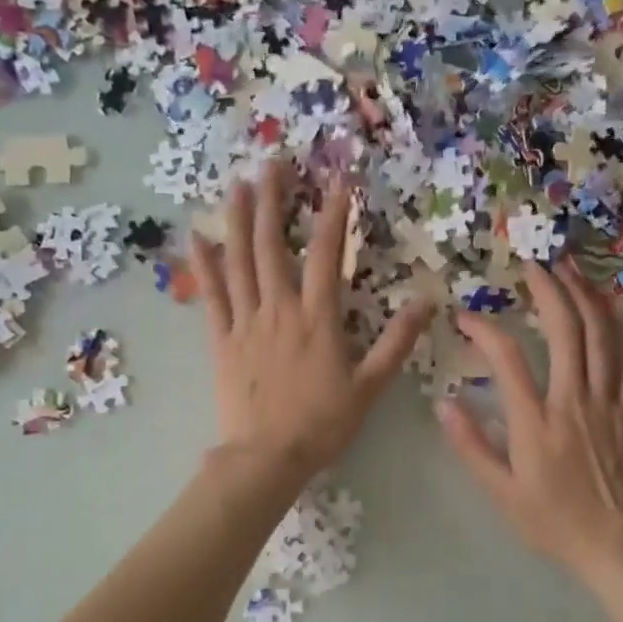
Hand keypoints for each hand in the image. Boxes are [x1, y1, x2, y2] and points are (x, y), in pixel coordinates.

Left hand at [192, 160, 432, 482]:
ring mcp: (246, 323)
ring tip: (238, 184)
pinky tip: (197, 237)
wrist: (267, 458)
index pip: (328, 255)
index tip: (338, 180)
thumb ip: (397, 342)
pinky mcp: (221, 340)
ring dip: (239, 220)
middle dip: (275, 201)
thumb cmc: (322, 425)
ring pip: (240, 262)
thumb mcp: (370, 387)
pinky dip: (204, 265)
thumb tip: (425, 301)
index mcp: (318, 319)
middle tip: (273, 163)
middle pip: (274, 246)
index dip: (334, 215)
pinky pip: (211, 296)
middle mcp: (279, 310)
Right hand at [437, 260, 622, 585]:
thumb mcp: (500, 494)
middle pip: (563, 330)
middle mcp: (573, 402)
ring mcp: (606, 402)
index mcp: (535, 424)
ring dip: (584, 294)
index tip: (466, 316)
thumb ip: (471, 446)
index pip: (507, 360)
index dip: (484, 330)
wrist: (616, 545)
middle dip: (546, 288)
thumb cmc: (552, 522)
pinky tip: (614, 298)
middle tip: (530, 260)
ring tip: (569, 264)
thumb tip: (444, 403)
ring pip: (600, 335)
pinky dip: (621, 323)